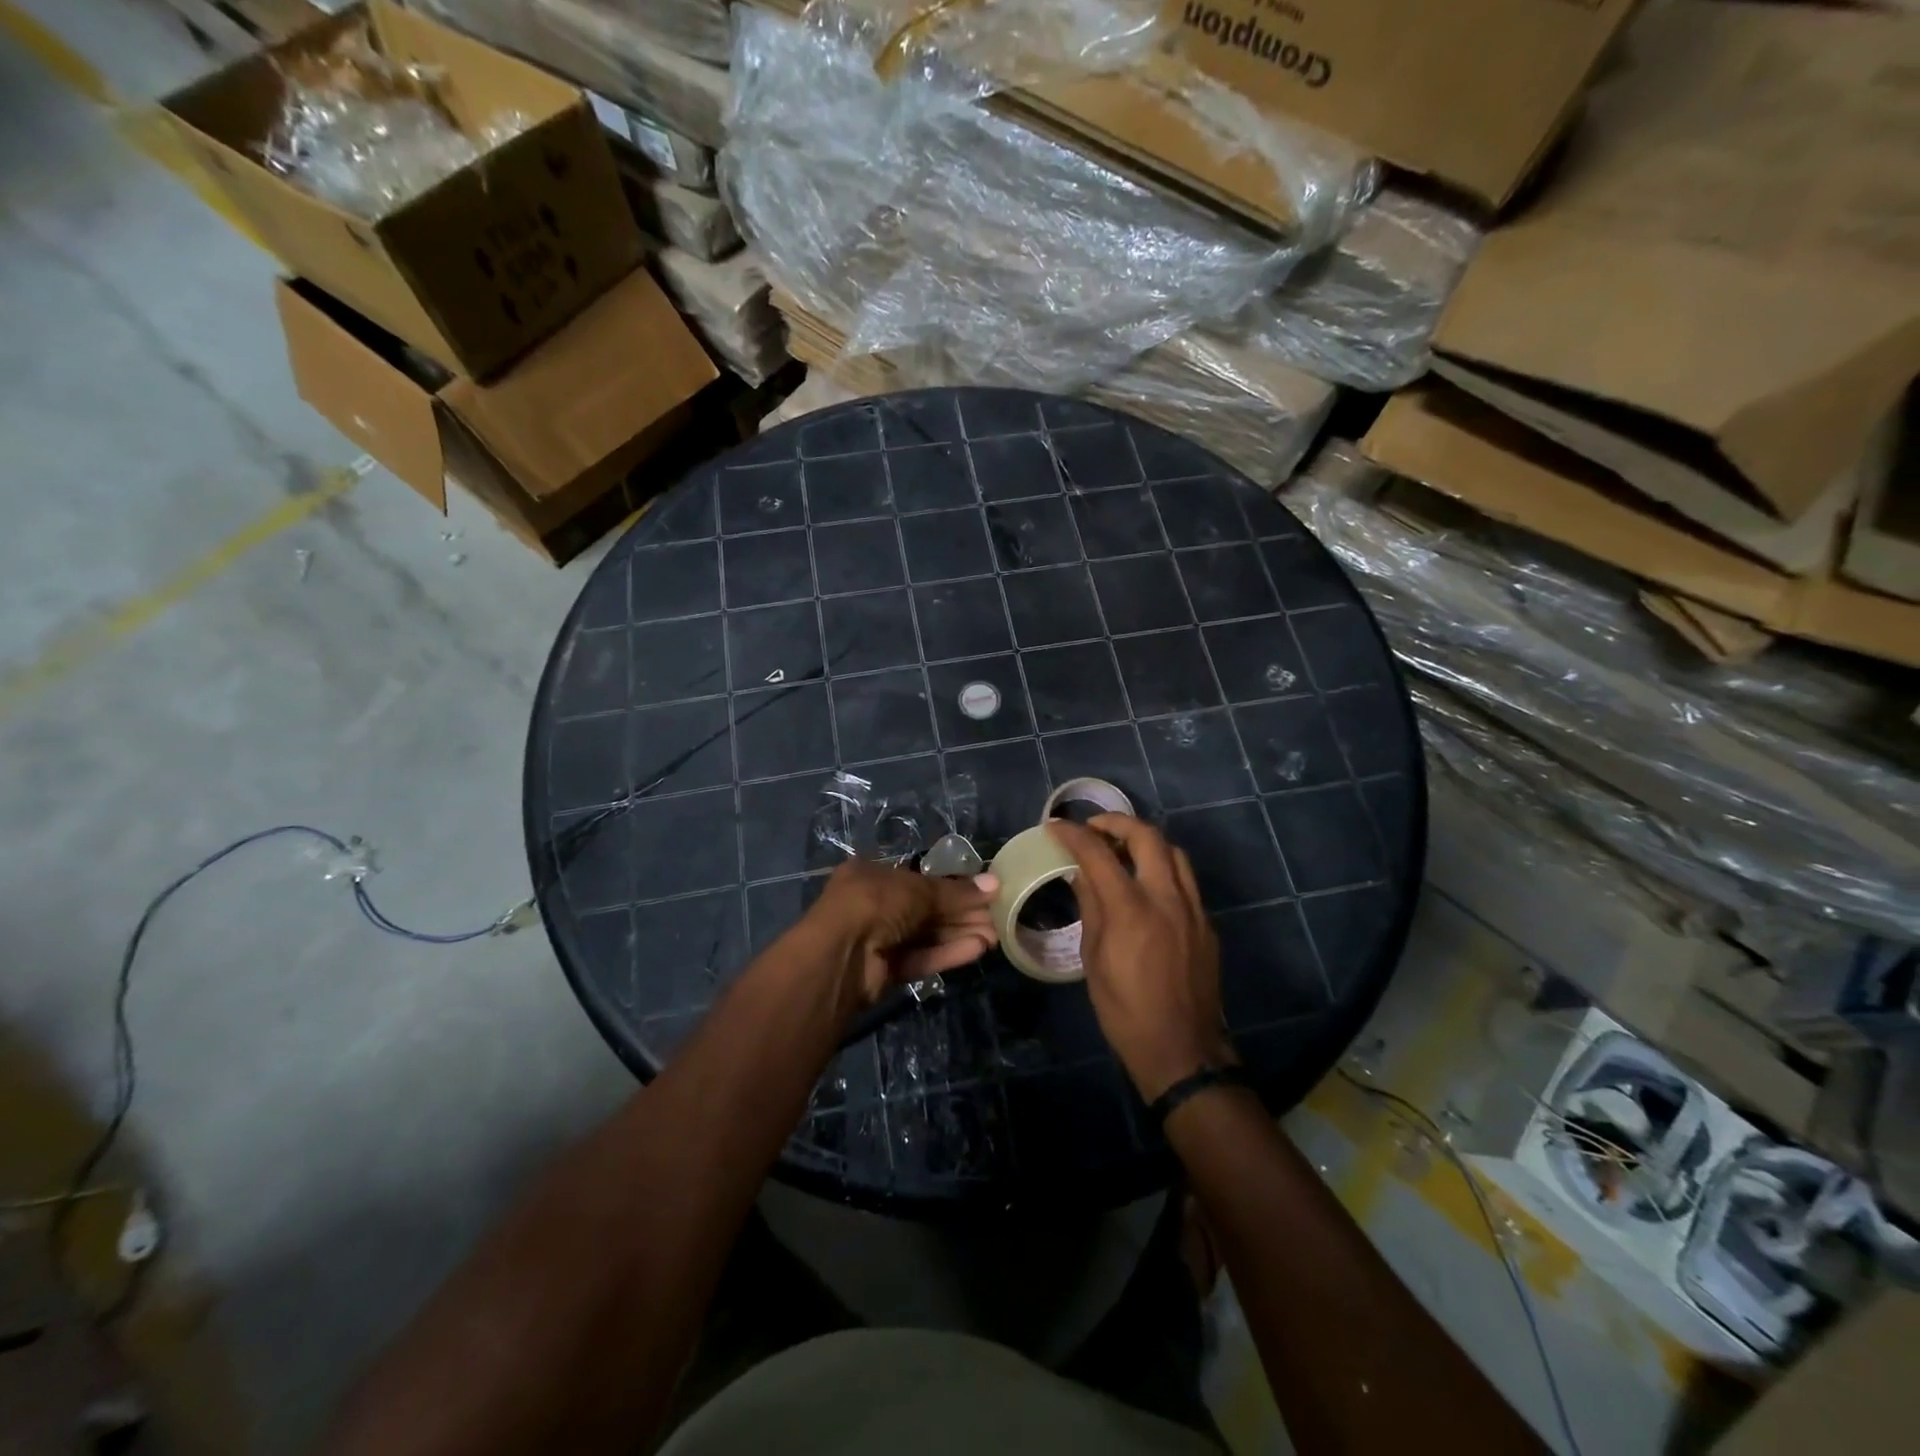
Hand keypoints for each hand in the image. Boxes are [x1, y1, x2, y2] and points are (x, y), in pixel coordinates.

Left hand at [808, 860, 998, 1011]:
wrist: (840, 955)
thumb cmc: (875, 902)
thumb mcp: (919, 889)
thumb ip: (956, 891)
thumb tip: (994, 884)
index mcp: (872, 875)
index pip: (920, 880)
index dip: (953, 887)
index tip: (984, 893)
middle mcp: (874, 905)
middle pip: (926, 909)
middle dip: (961, 913)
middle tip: (998, 917)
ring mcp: (878, 939)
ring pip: (926, 935)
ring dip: (959, 934)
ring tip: (996, 936)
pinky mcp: (885, 971)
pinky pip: (921, 958)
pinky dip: (947, 953)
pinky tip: (977, 949)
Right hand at [1048, 816, 1234, 1101]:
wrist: (1181, 1049)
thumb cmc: (1124, 1010)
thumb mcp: (1093, 958)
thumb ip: (1090, 908)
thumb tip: (1080, 874)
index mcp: (1131, 910)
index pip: (1098, 853)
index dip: (1074, 834)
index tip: (1056, 827)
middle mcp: (1166, 898)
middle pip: (1147, 836)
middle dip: (1117, 823)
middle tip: (1094, 829)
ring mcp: (1193, 908)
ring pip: (1173, 852)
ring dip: (1145, 840)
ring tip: (1122, 848)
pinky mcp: (1207, 923)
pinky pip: (1185, 879)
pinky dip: (1162, 867)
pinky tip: (1146, 883)